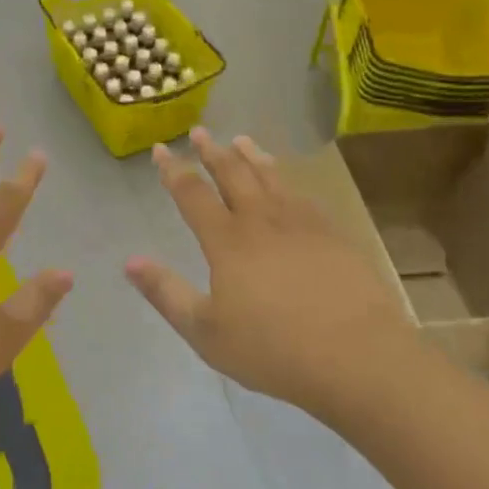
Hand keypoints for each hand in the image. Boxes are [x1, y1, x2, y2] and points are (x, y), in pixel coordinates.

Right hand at [126, 129, 410, 415]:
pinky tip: (287, 182)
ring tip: (241, 140)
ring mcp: (302, 223)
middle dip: (212, 151)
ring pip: (270, 177)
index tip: (159, 149)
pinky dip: (287, 179)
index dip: (173, 170)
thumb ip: (166, 293)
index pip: (192, 194)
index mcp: (227, 241)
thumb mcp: (206, 332)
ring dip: (251, 156)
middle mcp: (262, 220)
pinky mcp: (334, 234)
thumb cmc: (273, 350)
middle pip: (233, 174)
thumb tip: (130, 262)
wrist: (358, 357)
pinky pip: (302, 194)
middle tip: (199, 132)